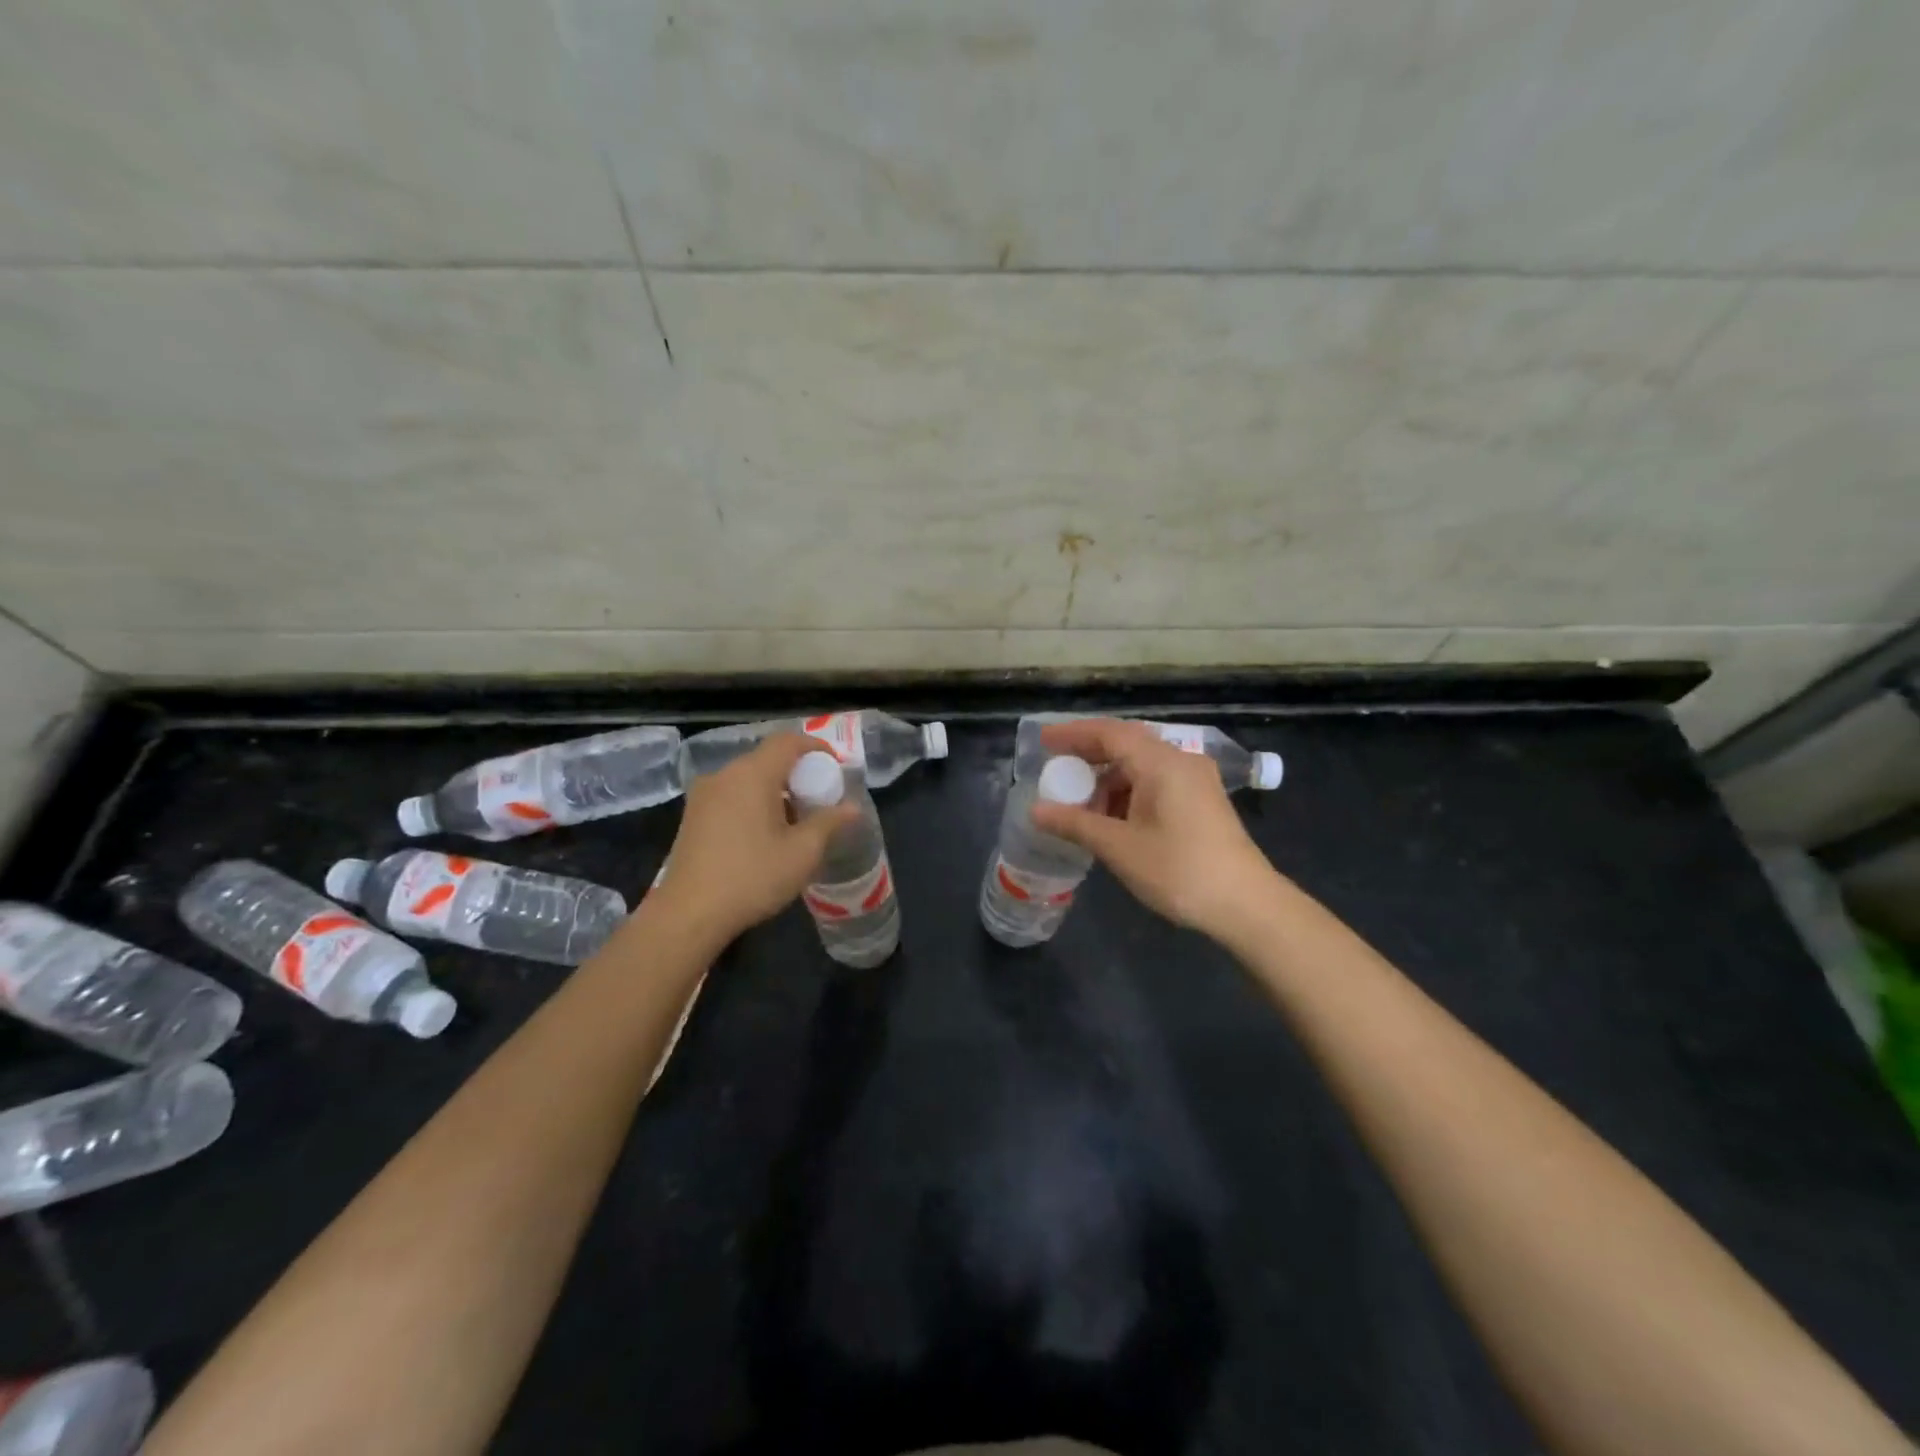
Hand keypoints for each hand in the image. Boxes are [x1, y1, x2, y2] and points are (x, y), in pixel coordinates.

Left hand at [648, 733, 859, 944]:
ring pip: (748, 779)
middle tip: (819, 798)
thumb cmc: (752, 877)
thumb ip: (829, 822)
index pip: (787, 741)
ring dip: (775, 790)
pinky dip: (753, 802)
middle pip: (767, 759)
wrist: (688, 914)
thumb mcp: (802, 852)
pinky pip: (731, 795)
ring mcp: (703, 795)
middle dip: (797, 773)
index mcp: (752, 775)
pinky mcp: (692, 816)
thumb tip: (852, 807)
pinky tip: (764, 834)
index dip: (814, 747)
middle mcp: (724, 775)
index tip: (835, 765)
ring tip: (795, 821)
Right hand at [1032, 718, 1279, 938]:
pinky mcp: (1202, 800)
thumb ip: (1075, 824)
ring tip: (1080, 806)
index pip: (1109, 733)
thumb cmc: (1179, 870)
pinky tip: (1113, 819)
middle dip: (1089, 755)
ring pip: (1142, 766)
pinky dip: (1129, 792)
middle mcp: (1180, 761)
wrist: (1246, 904)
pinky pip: (1156, 782)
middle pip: (1126, 744)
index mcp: (1161, 763)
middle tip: (1056, 769)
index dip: (1073, 734)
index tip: (1043, 741)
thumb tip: (1035, 811)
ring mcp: (1196, 780)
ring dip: (1109, 780)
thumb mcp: (1119, 847)